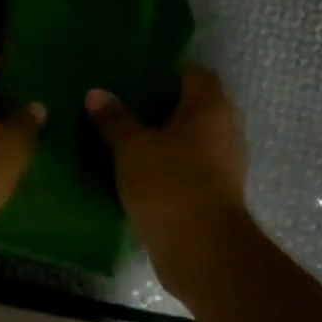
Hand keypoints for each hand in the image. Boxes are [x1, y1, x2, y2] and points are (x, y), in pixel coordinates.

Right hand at [87, 66, 249, 284]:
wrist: (201, 249)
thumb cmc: (169, 183)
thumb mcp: (132, 148)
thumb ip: (114, 119)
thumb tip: (96, 93)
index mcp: (209, 107)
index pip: (192, 73)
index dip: (165, 71)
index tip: (134, 75)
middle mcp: (224, 129)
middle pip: (193, 106)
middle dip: (161, 105)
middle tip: (124, 104)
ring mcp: (224, 163)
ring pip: (191, 138)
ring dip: (165, 137)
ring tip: (126, 136)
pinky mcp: (215, 192)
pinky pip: (189, 165)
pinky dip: (169, 163)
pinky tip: (139, 168)